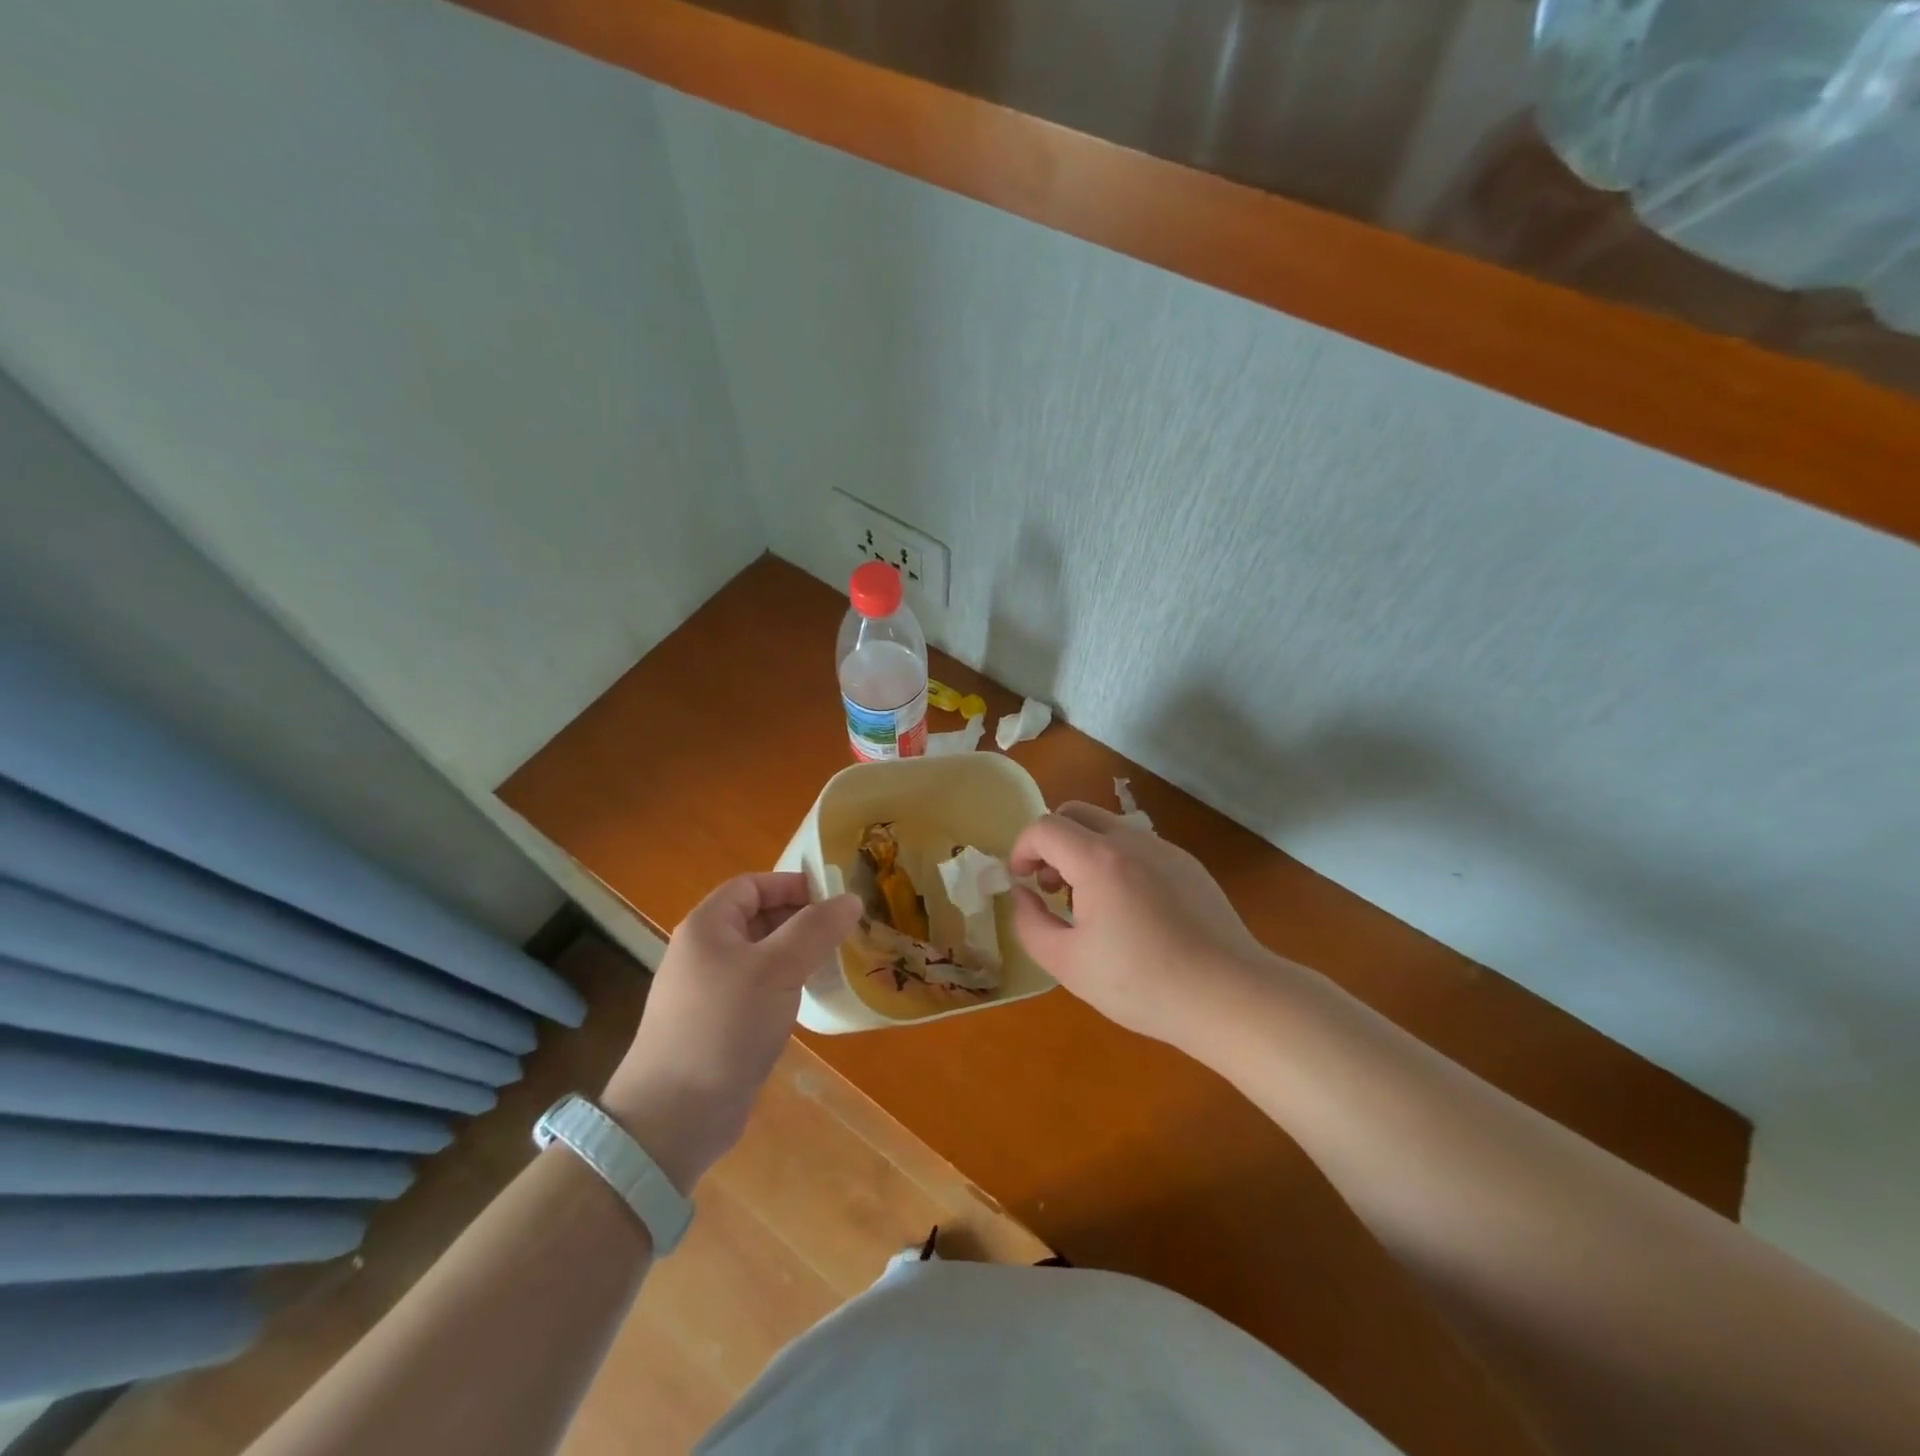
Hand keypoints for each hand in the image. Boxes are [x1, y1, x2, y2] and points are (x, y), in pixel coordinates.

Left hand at [601, 873, 859, 1191]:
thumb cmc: (725, 1026)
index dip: (792, 885)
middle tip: (844, 929)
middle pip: (757, 918)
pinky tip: (811, 998)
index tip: (834, 898)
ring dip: (797, 953)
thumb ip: (815, 929)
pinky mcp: (719, 1025)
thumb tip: (851, 899)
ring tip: (837, 960)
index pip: (752, 886)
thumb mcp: (777, 969)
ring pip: (761, 956)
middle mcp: (704, 951)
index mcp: (707, 926)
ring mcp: (709, 990)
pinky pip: (758, 989)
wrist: (675, 1116)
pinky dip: (786, 985)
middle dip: (800, 919)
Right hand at [1010, 803, 1270, 1051]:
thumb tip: (1022, 894)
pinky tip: (1131, 913)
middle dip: (1051, 842)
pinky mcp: (1189, 866)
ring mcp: (1166, 850)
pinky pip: (1139, 847)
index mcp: (1098, 859)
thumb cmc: (1142, 984)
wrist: (1230, 996)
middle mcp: (1132, 840)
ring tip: (1090, 904)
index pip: (1044, 827)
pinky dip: (1116, 862)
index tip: (1022, 884)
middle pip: (1076, 813)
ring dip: (1084, 851)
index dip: (1022, 850)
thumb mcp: (1068, 964)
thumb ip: (1030, 923)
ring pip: (1109, 828)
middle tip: (1052, 887)